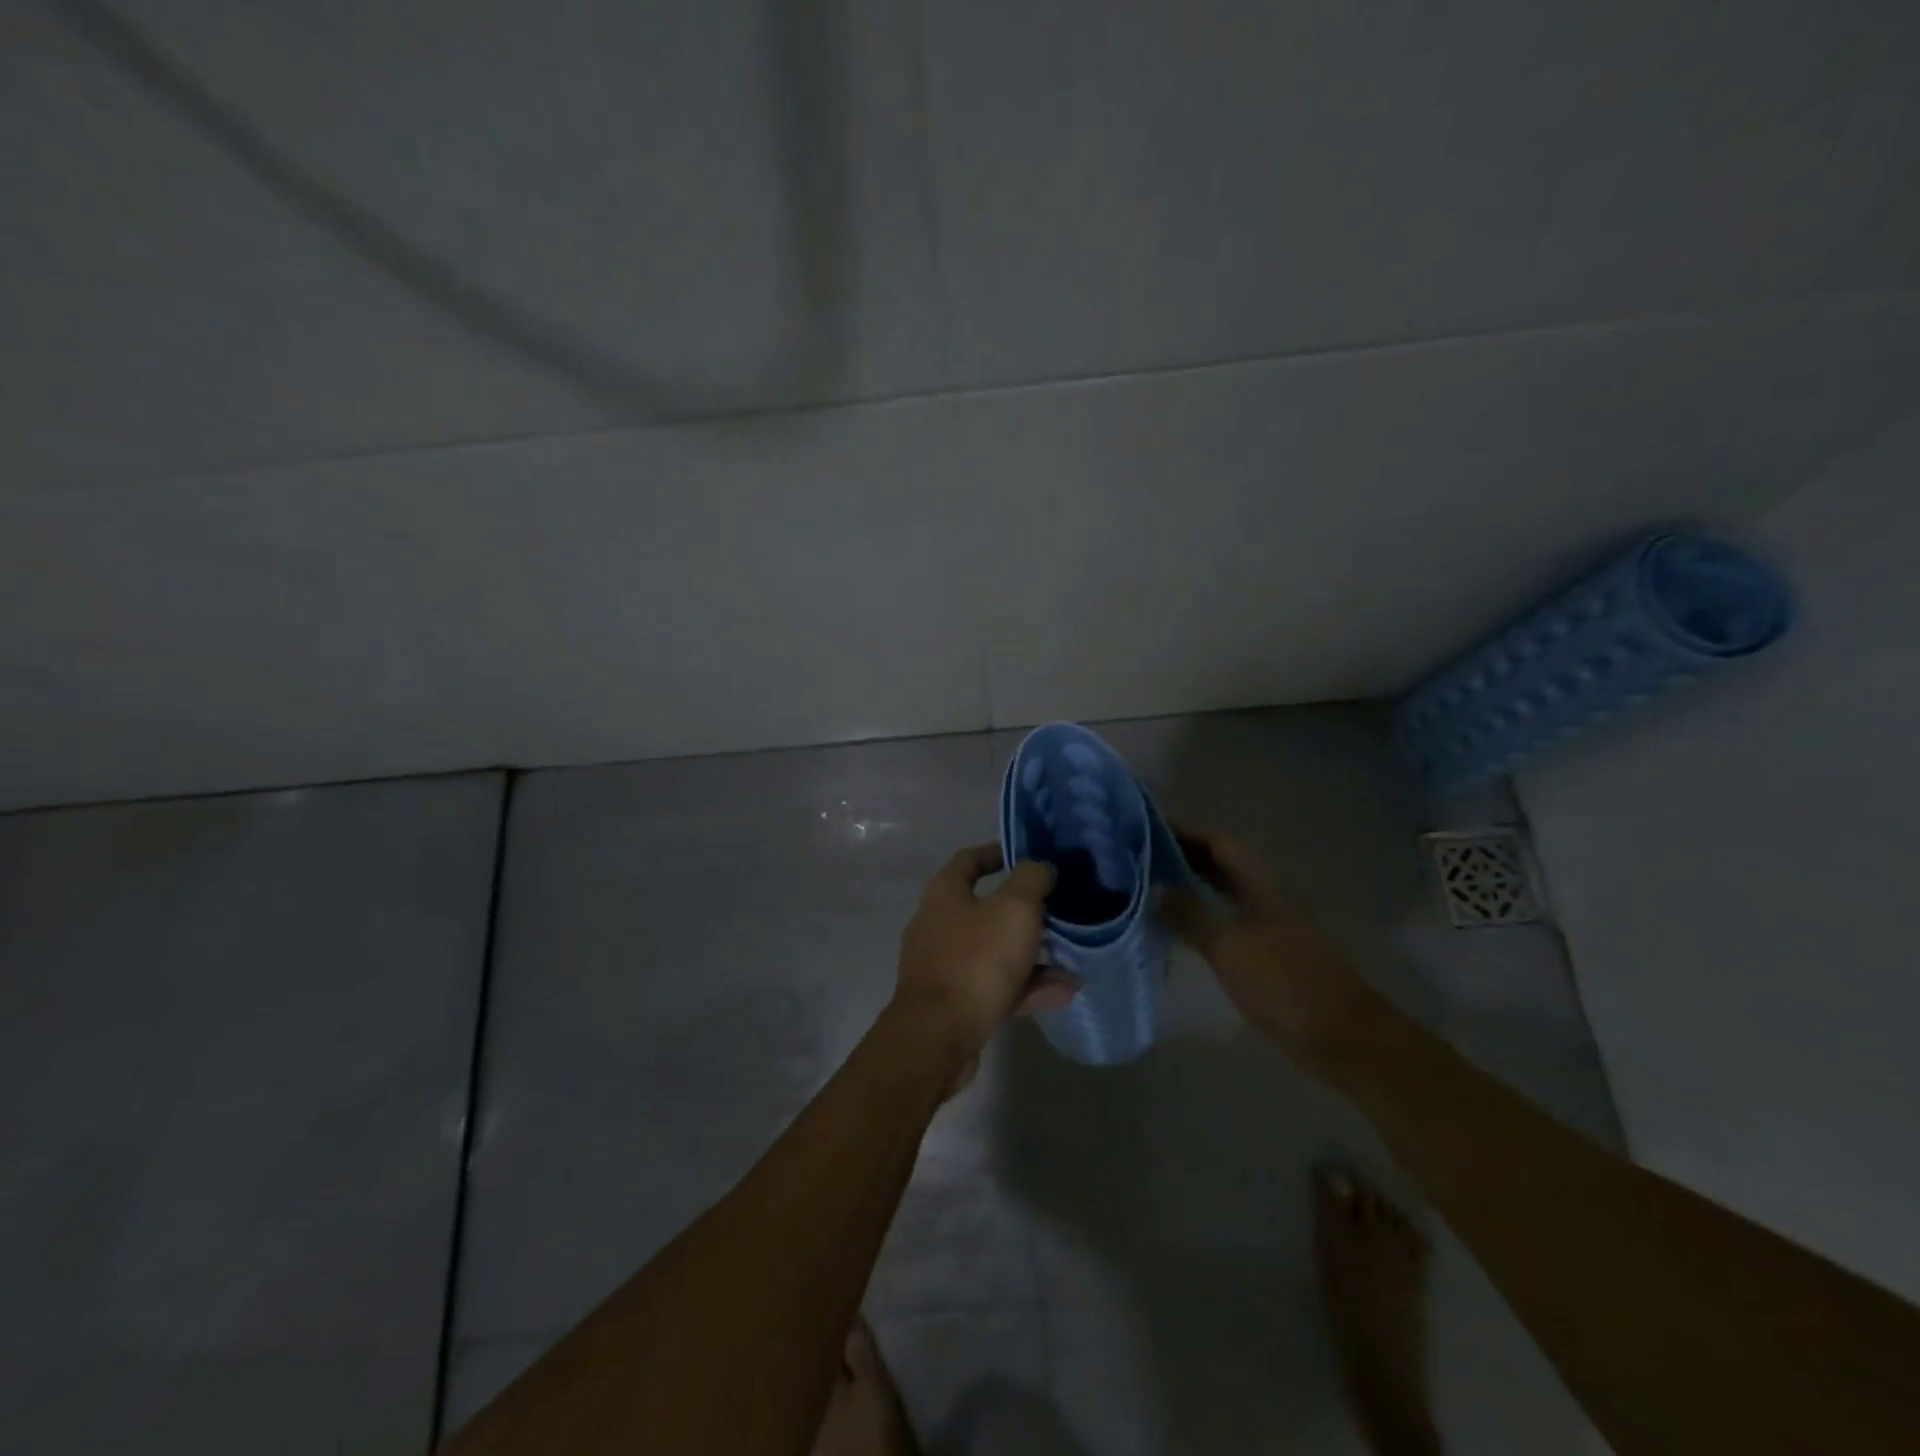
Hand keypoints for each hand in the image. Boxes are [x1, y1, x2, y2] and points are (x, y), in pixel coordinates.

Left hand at [893, 844, 1070, 1068]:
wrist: (939, 1035)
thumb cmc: (976, 959)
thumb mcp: (1014, 908)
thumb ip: (1031, 880)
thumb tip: (1039, 867)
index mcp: (945, 893)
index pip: (969, 860)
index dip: (997, 853)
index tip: (1027, 856)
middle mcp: (939, 924)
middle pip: (986, 908)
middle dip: (1024, 910)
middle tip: (1059, 910)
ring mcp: (945, 966)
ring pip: (995, 951)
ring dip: (1033, 954)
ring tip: (1072, 958)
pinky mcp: (955, 1003)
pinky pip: (997, 986)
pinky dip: (1028, 986)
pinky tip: (1065, 992)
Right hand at [1162, 827, 1376, 1075]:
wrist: (1341, 1038)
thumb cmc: (1284, 984)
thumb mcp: (1230, 947)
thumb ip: (1191, 915)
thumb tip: (1156, 889)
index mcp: (1260, 886)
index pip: (1220, 843)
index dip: (1185, 831)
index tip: (1146, 827)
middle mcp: (1264, 898)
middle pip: (1221, 865)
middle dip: (1182, 856)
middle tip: (1137, 857)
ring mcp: (1267, 927)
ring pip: (1222, 894)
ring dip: (1188, 886)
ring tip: (1147, 887)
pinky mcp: (1265, 956)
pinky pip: (1224, 923)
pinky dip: (1198, 917)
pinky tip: (1174, 929)